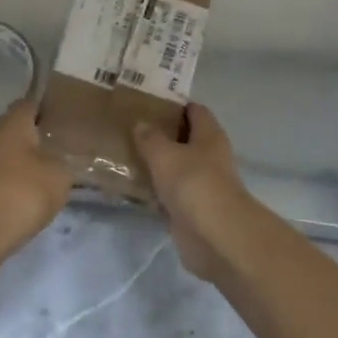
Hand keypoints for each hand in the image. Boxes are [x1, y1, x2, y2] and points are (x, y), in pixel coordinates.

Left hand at [0, 99, 73, 271]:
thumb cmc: (22, 191)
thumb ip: (65, 164)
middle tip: (65, 145)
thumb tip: (63, 162)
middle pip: (18, 131)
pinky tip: (36, 195)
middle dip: (39, 137)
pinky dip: (19, 184)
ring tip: (55, 172)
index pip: (29, 104)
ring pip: (11, 157)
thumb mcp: (59, 176)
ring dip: (28, 163)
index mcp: (14, 124)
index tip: (66, 115)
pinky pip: (5, 180)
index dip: (47, 107)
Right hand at [133, 104, 255, 283]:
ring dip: (155, 164)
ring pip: (175, 168)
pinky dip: (154, 191)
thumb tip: (140, 123)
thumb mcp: (164, 154)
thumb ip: (150, 138)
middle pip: (184, 139)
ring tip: (124, 155)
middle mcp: (209, 157)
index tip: (147, 103)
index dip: (174, 105)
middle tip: (129, 129)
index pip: (194, 111)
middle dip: (160, 135)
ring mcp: (201, 185)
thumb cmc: (193, 183)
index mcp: (209, 136)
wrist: (213, 234)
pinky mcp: (191, 209)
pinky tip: (131, 188)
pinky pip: (169, 194)